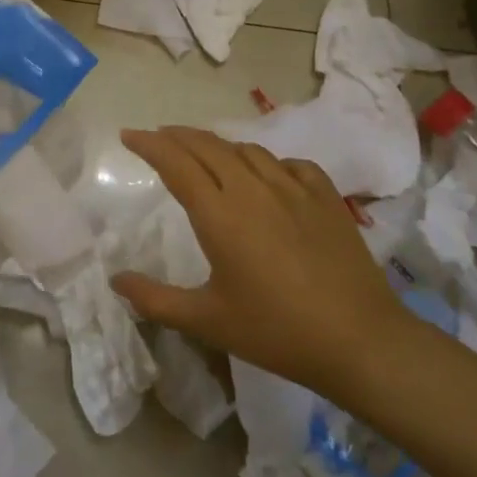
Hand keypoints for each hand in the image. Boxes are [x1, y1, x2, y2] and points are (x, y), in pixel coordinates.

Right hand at [110, 127, 417, 397]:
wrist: (360, 341)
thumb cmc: (276, 332)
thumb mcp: (207, 321)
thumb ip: (155, 299)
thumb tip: (115, 279)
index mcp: (220, 214)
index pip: (176, 163)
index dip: (149, 144)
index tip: (129, 135)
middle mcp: (253, 189)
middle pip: (208, 146)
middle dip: (177, 136)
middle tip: (158, 137)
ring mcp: (294, 189)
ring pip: (247, 150)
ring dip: (218, 146)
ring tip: (205, 154)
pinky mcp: (326, 197)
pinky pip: (290, 164)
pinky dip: (267, 162)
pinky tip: (267, 176)